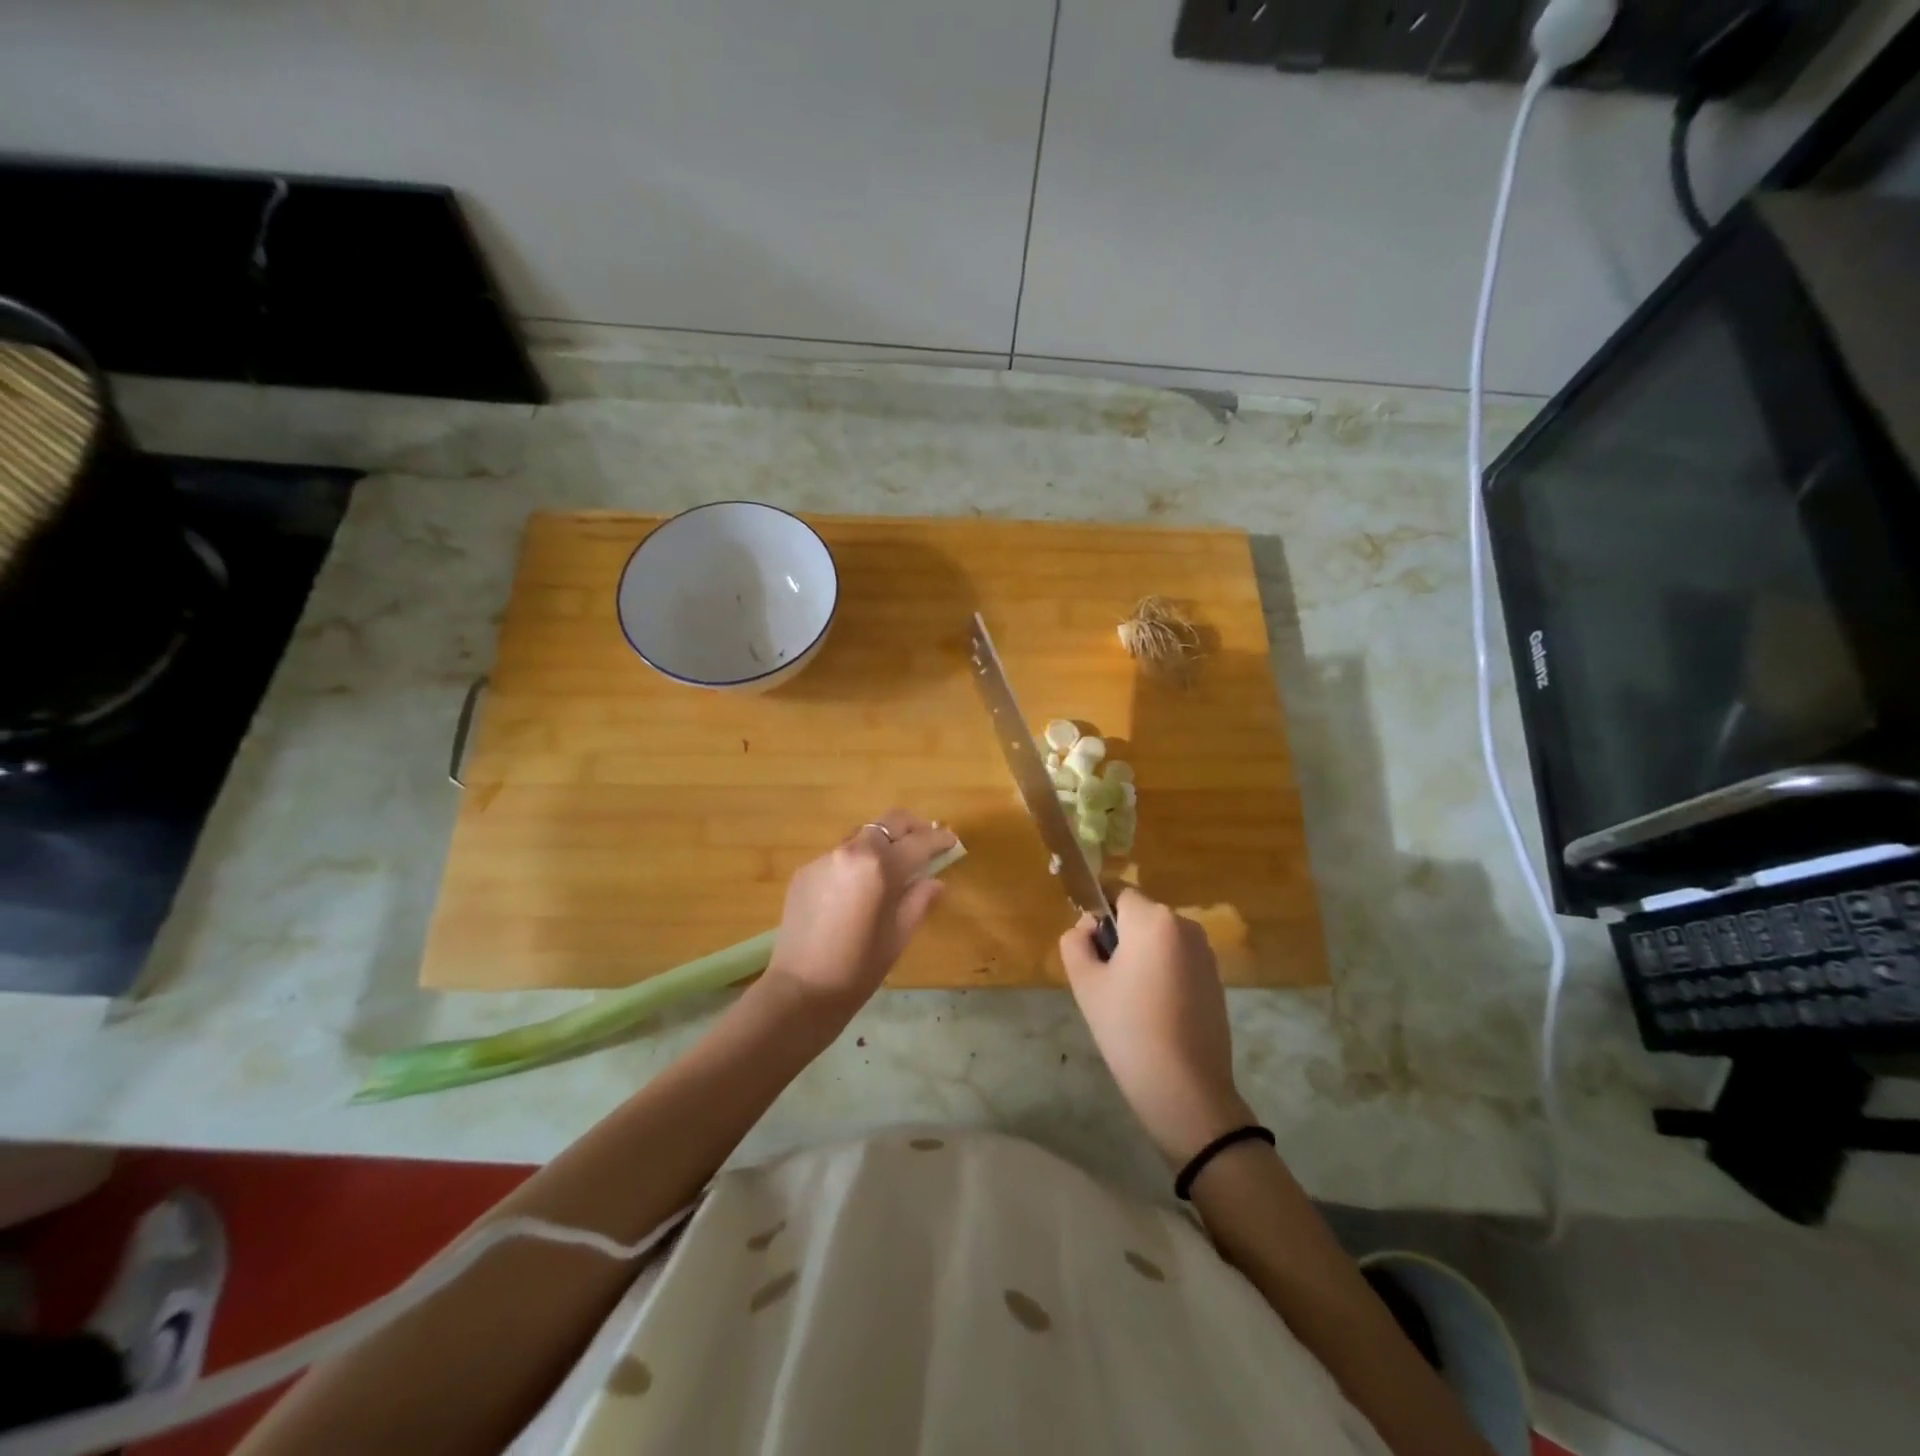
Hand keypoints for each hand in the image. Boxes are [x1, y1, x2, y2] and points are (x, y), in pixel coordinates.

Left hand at [763, 811, 957, 1016]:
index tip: (953, 841)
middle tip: (927, 842)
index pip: (919, 841)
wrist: (801, 989)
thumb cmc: (858, 968)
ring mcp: (824, 858)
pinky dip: (857, 862)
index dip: (940, 839)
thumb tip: (934, 881)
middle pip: (889, 822)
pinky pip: (840, 856)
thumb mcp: (899, 935)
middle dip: (913, 827)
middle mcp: (851, 850)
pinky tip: (860, 888)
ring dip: (883, 843)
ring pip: (863, 836)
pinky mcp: (806, 871)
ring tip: (894, 865)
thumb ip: (920, 900)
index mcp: (880, 866)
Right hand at [1061, 888, 1251, 1166]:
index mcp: (1153, 919)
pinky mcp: (1216, 979)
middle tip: (1104, 979)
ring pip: (1159, 939)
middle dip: (1119, 936)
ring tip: (1128, 1000)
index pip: (1117, 893)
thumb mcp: (1085, 982)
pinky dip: (1162, 973)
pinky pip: (1178, 960)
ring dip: (1141, 956)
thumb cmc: (1127, 1028)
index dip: (1097, 914)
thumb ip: (1075, 942)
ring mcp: (1205, 953)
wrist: (1184, 1088)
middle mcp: (1185, 925)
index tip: (1089, 948)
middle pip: (1139, 915)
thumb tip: (1087, 929)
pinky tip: (1154, 1012)